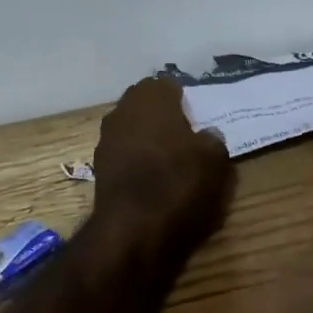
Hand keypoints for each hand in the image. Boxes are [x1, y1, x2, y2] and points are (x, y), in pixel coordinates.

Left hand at [91, 77, 233, 256]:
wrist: (133, 229)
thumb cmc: (178, 181)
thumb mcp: (214, 159)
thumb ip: (212, 139)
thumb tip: (207, 136)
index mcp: (152, 96)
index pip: (168, 84)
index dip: (183, 99)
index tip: (196, 117)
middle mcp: (123, 109)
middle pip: (146, 105)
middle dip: (162, 116)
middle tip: (185, 136)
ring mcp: (106, 138)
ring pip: (132, 129)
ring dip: (147, 138)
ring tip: (170, 160)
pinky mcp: (99, 167)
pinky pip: (124, 154)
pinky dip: (136, 161)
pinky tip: (152, 179)